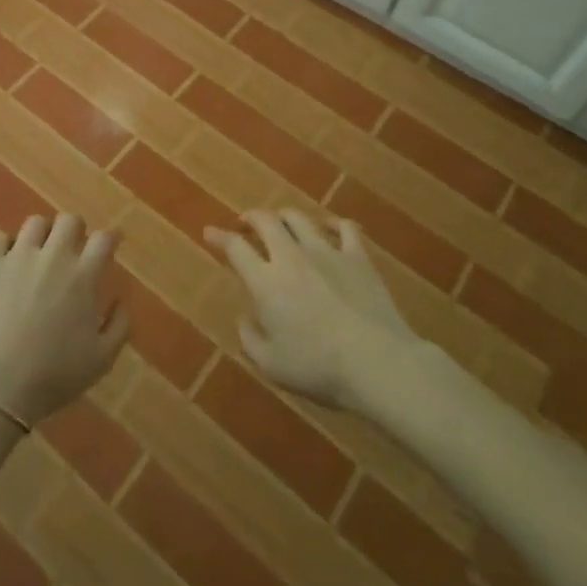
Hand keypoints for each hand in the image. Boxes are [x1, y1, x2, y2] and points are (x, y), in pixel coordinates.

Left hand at [0, 215, 128, 424]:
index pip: (104, 239)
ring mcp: (17, 256)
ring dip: (43, 234)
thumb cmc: (54, 375)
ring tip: (40, 252)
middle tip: (73, 248)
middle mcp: (53, 257)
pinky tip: (8, 263)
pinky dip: (6, 246)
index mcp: (83, 277)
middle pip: (69, 220)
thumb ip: (119, 326)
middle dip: (76, 229)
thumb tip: (120, 300)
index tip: (111, 244)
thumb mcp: (102, 360)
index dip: (110, 238)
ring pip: (35, 223)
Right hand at [206, 209, 420, 408]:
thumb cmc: (318, 368)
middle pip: (266, 221)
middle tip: (245, 223)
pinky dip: (332, 223)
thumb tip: (245, 318)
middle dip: (251, 217)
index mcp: (266, 281)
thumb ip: (250, 339)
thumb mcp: (271, 366)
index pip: (235, 247)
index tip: (210, 232)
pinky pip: (343, 227)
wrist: (376, 362)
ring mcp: (327, 251)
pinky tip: (328, 227)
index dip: (219, 237)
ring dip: (284, 217)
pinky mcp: (357, 256)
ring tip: (281, 224)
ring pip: (299, 218)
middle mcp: (291, 256)